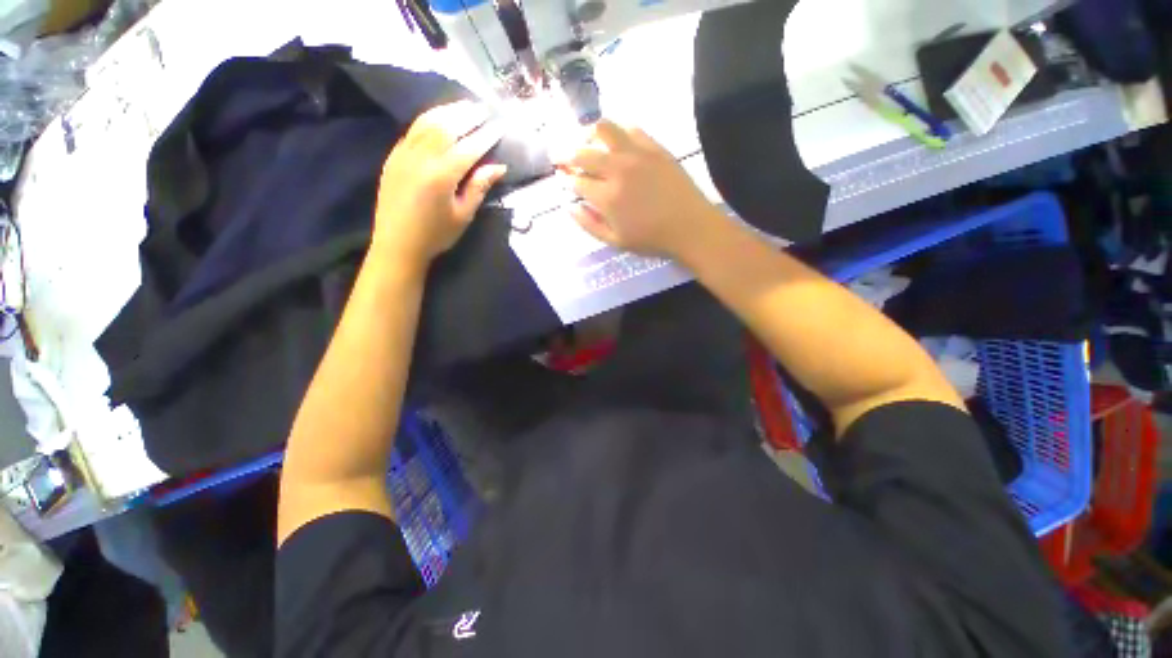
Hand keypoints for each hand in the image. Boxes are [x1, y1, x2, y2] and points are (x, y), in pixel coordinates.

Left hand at [373, 101, 506, 271]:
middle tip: (483, 108)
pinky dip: (429, 119)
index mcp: (441, 175)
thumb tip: (498, 167)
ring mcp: (403, 154)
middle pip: (446, 126)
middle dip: (467, 115)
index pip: (468, 147)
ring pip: (427, 122)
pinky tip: (439, 118)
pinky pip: (413, 130)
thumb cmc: (436, 235)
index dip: (486, 136)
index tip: (500, 126)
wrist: (397, 244)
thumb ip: (478, 187)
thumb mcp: (463, 215)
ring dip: (448, 111)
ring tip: (464, 106)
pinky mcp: (393, 156)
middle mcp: (421, 158)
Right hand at [557, 121, 720, 259]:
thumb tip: (569, 207)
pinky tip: (615, 141)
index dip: (565, 179)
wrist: (690, 227)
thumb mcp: (615, 241)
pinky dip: (617, 132)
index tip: (563, 179)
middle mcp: (617, 170)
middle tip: (561, 156)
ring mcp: (636, 154)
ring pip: (604, 129)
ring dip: (588, 133)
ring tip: (585, 140)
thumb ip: (589, 225)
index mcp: (607, 198)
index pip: (576, 181)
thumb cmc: (651, 239)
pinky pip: (630, 128)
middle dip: (566, 154)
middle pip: (583, 152)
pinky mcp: (654, 147)